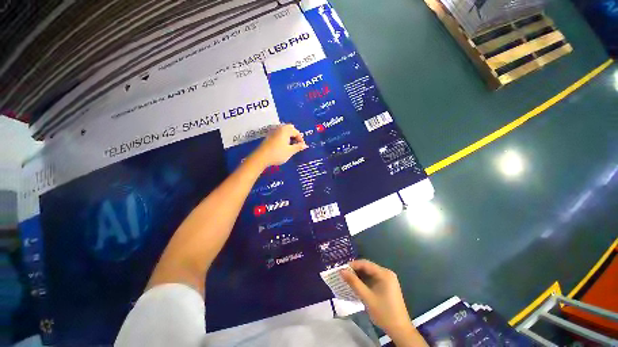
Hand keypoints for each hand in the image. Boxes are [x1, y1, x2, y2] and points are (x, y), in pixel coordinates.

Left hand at [252, 124, 307, 166]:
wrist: (261, 157)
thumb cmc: (278, 153)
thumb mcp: (290, 151)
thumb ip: (298, 147)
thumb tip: (305, 145)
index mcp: (286, 130)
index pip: (296, 132)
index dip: (301, 139)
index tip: (302, 147)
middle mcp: (279, 128)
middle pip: (290, 128)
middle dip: (295, 135)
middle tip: (297, 144)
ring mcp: (273, 132)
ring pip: (284, 131)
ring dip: (289, 137)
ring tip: (291, 146)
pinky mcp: (269, 136)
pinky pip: (279, 134)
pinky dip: (283, 138)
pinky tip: (283, 146)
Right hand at [342, 260, 424, 345]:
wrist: (400, 330)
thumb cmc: (384, 313)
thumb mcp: (367, 297)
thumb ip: (354, 283)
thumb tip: (341, 271)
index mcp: (384, 273)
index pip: (365, 263)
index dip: (353, 265)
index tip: (342, 269)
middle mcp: (386, 273)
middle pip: (367, 267)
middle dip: (355, 270)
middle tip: (343, 275)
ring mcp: (387, 279)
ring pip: (369, 273)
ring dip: (359, 276)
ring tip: (347, 279)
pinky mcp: (387, 286)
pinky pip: (373, 278)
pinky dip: (364, 281)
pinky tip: (357, 285)